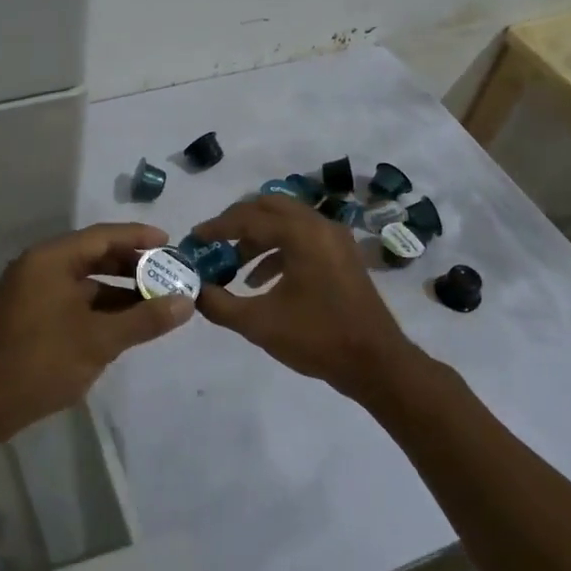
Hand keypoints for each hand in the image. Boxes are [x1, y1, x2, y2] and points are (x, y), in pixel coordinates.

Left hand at [0, 223, 192, 442]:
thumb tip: (186, 302)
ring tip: (157, 299)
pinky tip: (127, 321)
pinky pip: (74, 299)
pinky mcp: (32, 315)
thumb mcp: (100, 340)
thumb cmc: (42, 361)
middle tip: (169, 273)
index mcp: (50, 259)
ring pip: (85, 280)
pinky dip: (101, 306)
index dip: (138, 237)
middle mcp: (39, 266)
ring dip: (119, 288)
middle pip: (93, 255)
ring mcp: (33, 291)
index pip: (102, 236)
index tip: (171, 243)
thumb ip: (144, 318)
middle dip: (132, 264)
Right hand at [190, 196, 409, 398]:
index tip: (193, 238)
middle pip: (268, 206)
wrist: (377, 364)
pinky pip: (302, 237)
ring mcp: (335, 239)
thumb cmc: (317, 338)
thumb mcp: (258, 324)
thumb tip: (193, 291)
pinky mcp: (342, 255)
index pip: (247, 218)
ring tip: (233, 265)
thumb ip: (219, 304)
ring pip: (286, 221)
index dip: (216, 227)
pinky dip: (277, 249)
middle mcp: (319, 225)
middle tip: (214, 241)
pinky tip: (260, 280)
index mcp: (300, 234)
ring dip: (257, 236)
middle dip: (237, 221)